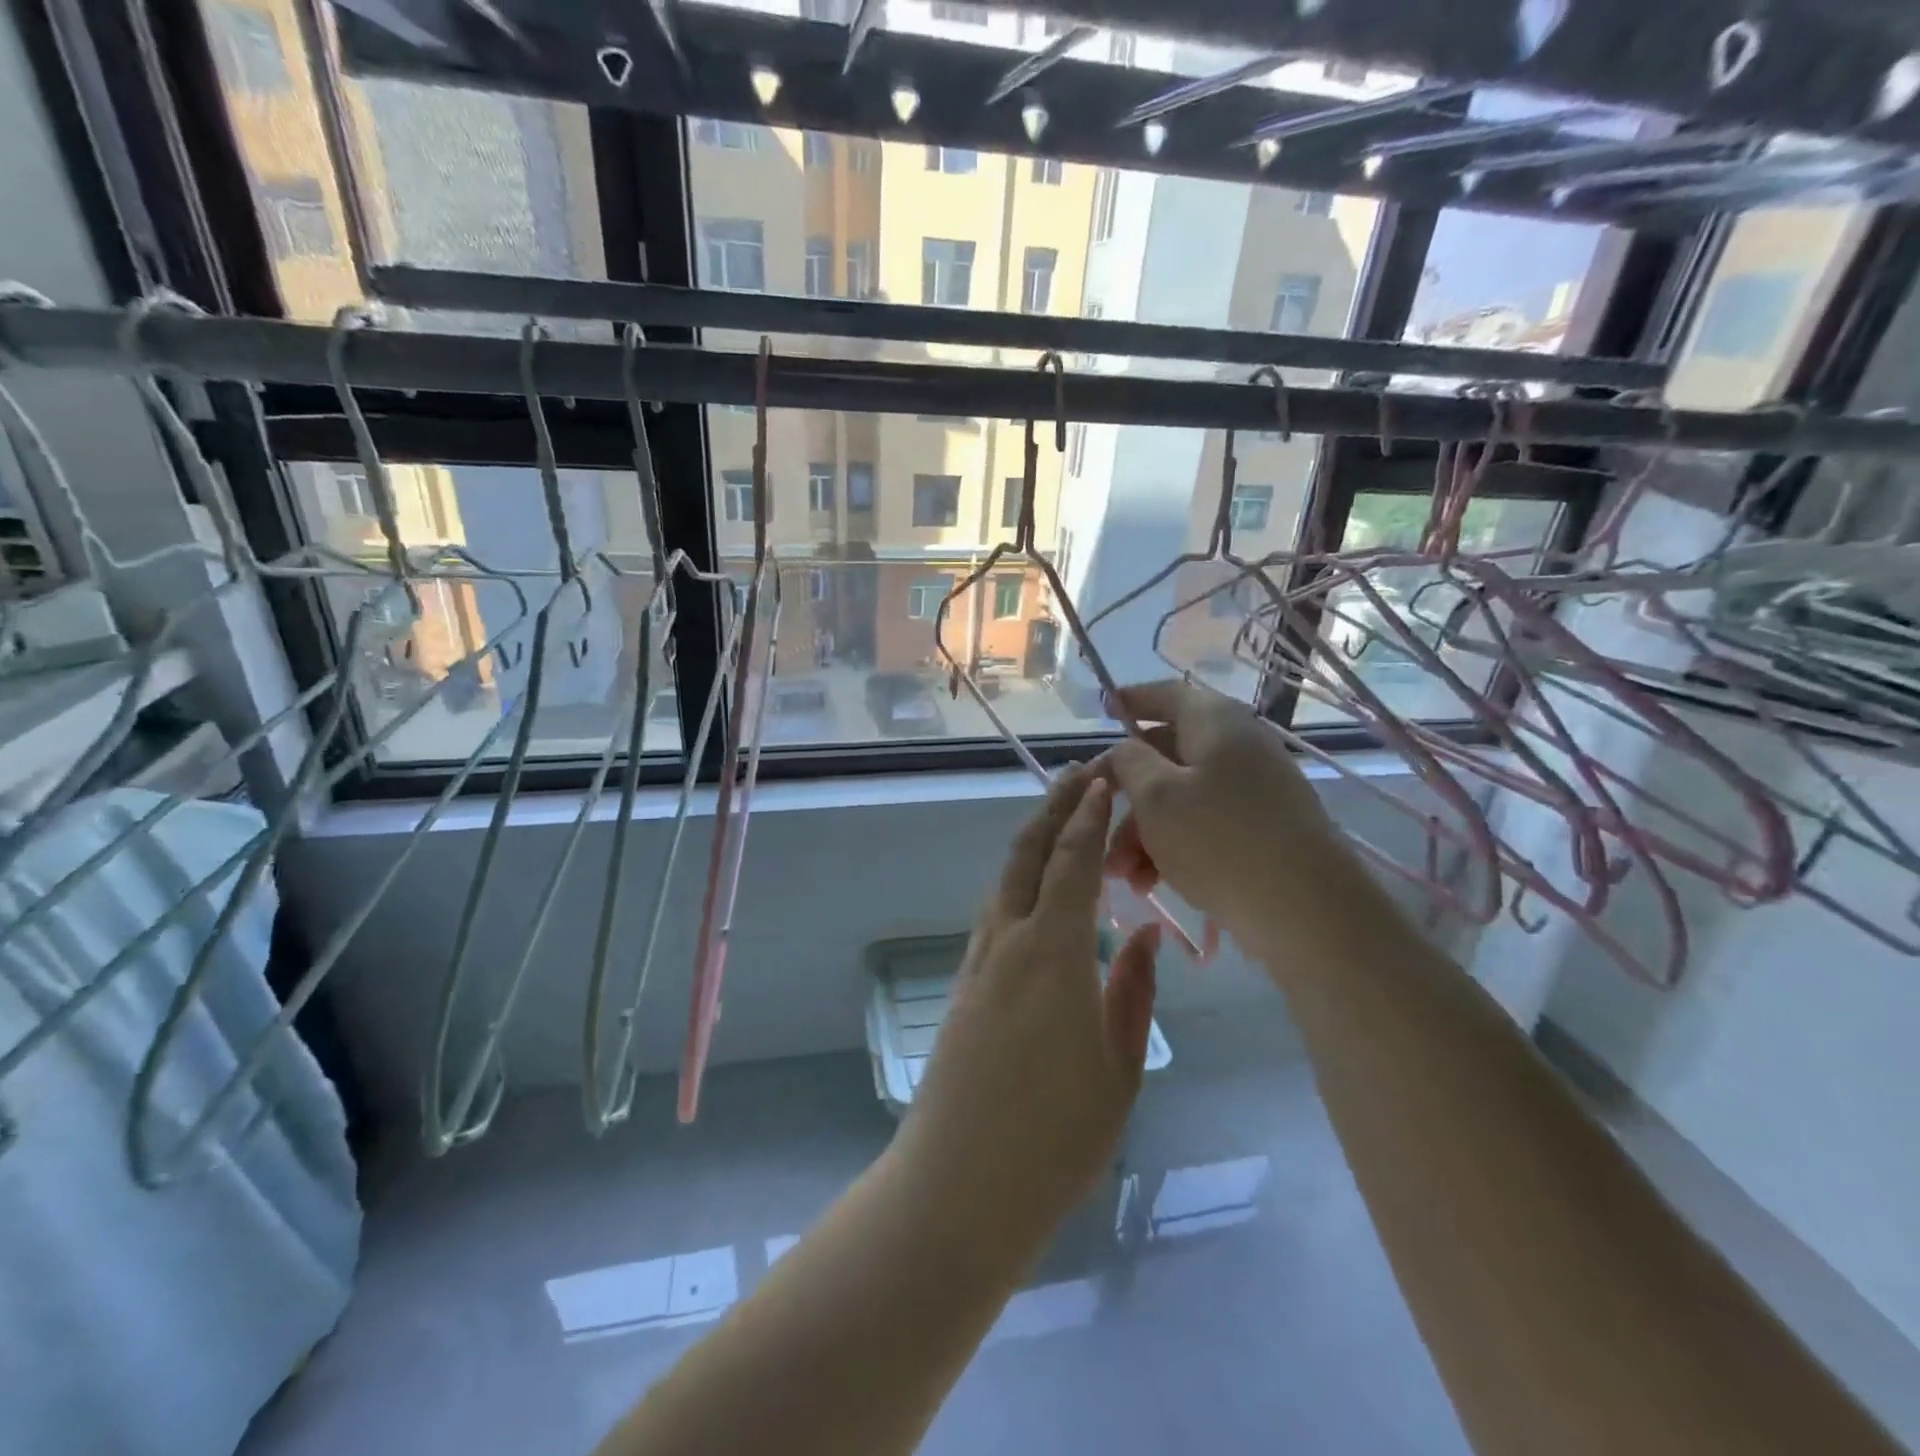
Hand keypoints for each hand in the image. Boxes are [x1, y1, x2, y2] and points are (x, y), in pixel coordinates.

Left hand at [895, 767, 1159, 1244]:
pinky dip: (1021, 880)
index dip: (1088, 817)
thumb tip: (1142, 936)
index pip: (1072, 862)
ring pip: (1006, 878)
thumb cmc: (1056, 1135)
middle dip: (1053, 806)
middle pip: (1027, 852)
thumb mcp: (1119, 1067)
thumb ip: (1133, 992)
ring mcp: (980, 960)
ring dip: (1034, 839)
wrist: (960, 1182)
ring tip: (1061, 818)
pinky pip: (997, 911)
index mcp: (1053, 952)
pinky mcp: (965, 983)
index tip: (1104, 781)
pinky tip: (1038, 891)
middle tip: (1079, 775)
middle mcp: (1008, 939)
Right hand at [1097, 679, 1368, 954]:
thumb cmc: (1220, 839)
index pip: (1167, 695)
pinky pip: (1204, 825)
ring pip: (1181, 797)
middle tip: (1095, 820)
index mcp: (1215, 722)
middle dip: (1126, 793)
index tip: (1102, 709)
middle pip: (1167, 755)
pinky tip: (1150, 883)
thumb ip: (1129, 762)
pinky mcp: (1262, 829)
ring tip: (1121, 874)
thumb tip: (1127, 748)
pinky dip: (1173, 846)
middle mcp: (1238, 746)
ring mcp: (1254, 789)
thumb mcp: (1156, 796)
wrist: (1307, 909)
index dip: (1131, 700)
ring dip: (1143, 831)